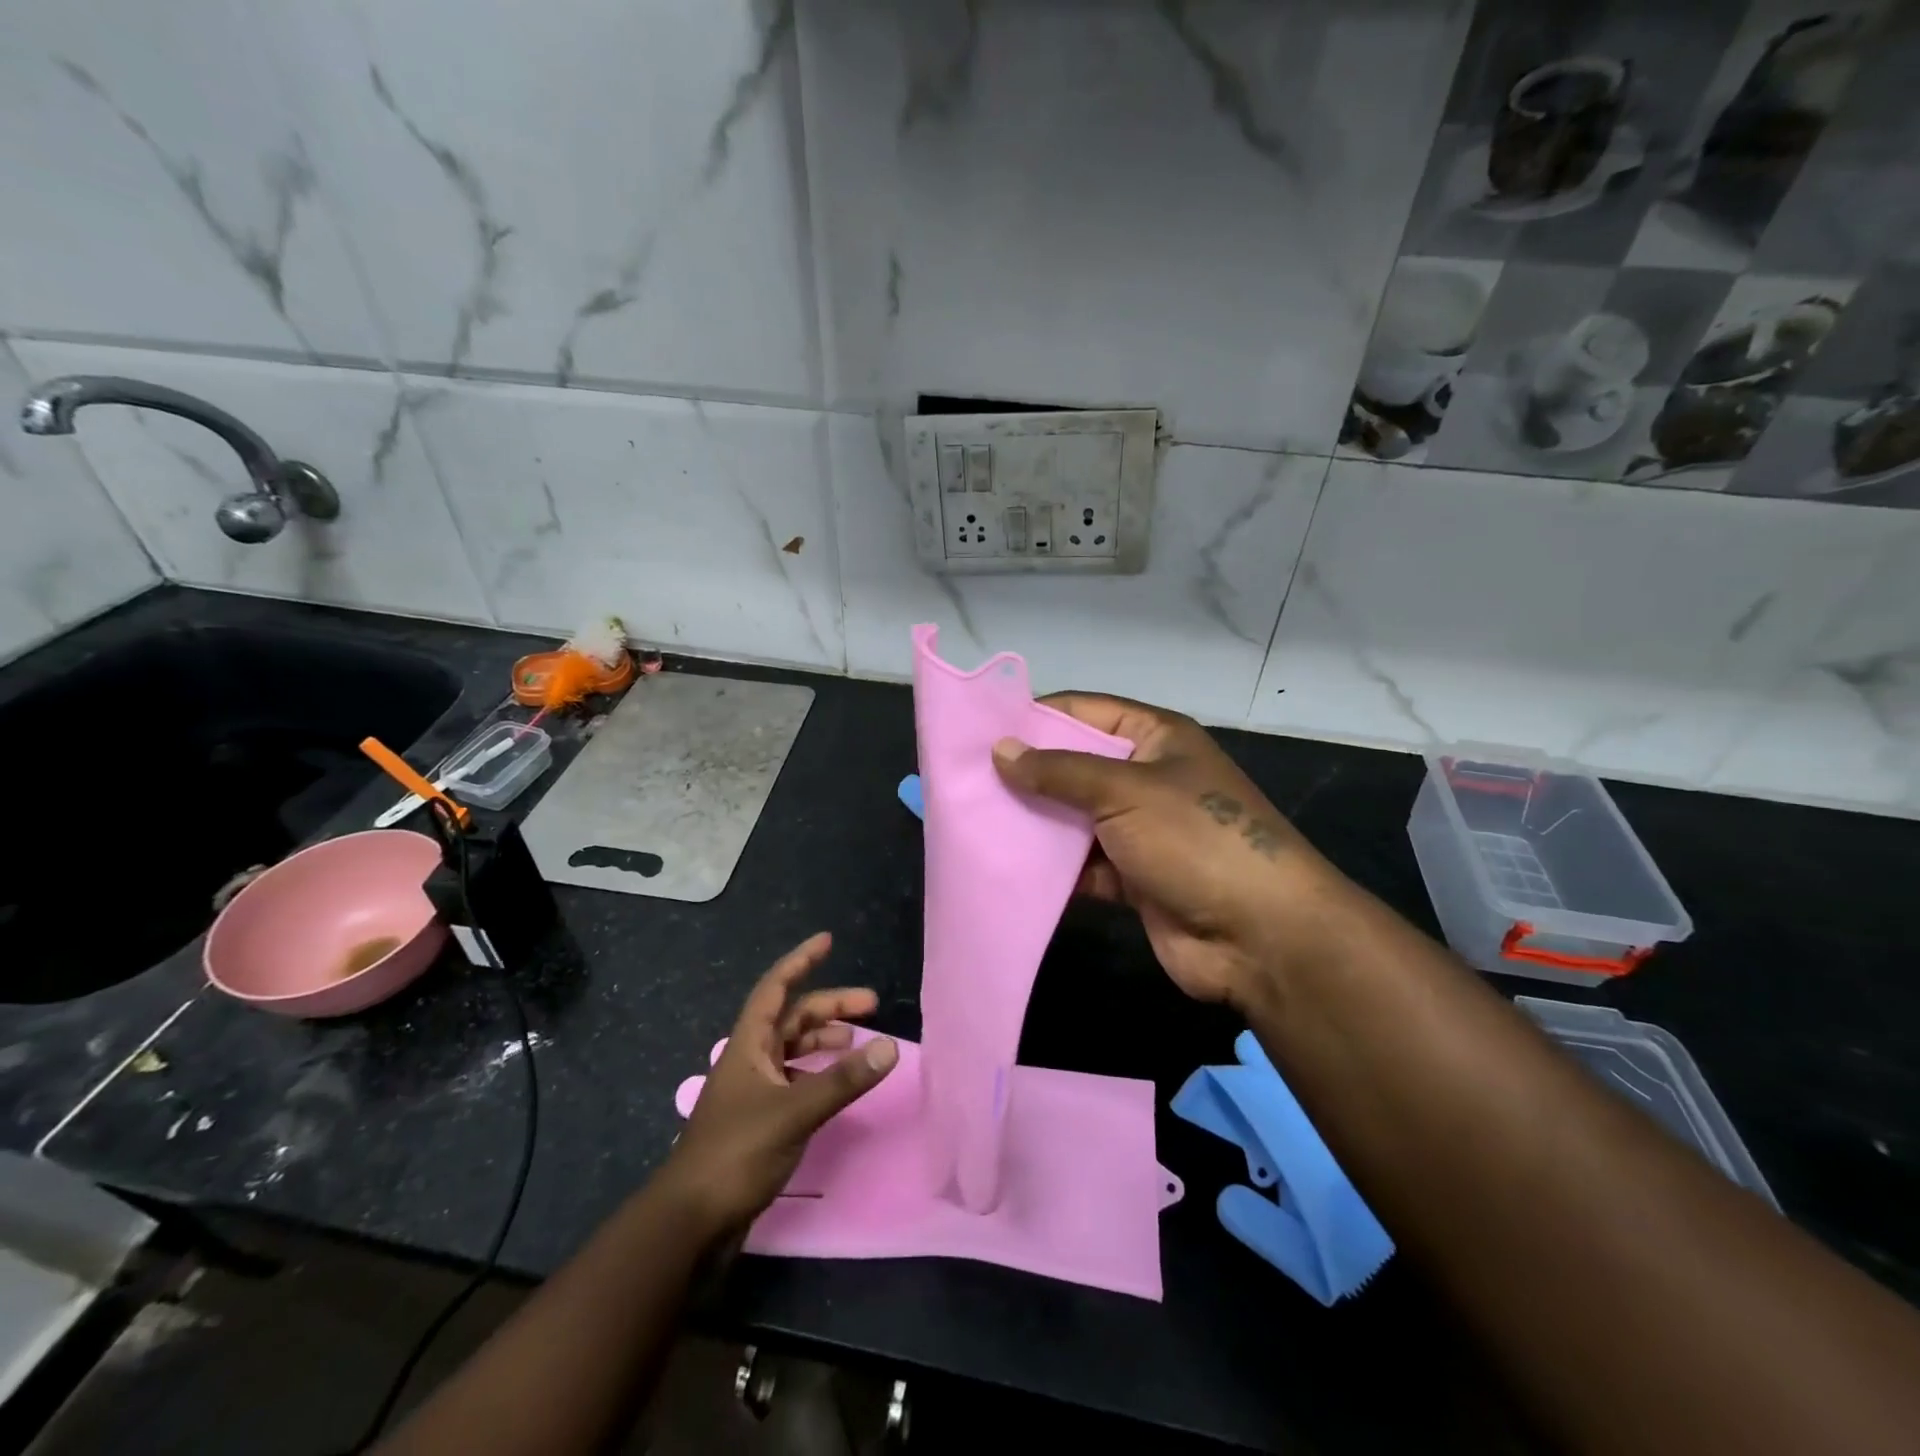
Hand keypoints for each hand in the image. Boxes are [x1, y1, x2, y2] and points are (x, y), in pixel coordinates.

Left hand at [662, 933, 896, 1233]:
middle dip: (830, 1006)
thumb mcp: (793, 1112)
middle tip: (872, 1004)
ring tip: (857, 1042)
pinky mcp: (759, 1121)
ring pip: (794, 1050)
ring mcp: (753, 1092)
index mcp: (748, 1045)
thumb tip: (889, 1047)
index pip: (776, 988)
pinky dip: (818, 1074)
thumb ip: (841, 1080)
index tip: (828, 941)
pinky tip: (836, 1084)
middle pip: (792, 1018)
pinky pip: (795, 1080)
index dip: (800, 961)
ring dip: (824, 1040)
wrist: (690, 1223)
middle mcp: (750, 1060)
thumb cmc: (735, 1154)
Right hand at [992, 694, 1347, 1008]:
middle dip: (1025, 774)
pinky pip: (1080, 865)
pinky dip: (1051, 869)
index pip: (1084, 711)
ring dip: (1033, 824)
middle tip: (963, 781)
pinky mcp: (1132, 877)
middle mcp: (1145, 778)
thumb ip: (1059, 771)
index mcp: (1154, 738)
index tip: (979, 730)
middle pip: (1073, 766)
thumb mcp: (1125, 791)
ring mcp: (1139, 830)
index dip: (1034, 716)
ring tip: (972, 823)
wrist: (1260, 935)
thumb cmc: (1195, 840)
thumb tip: (1000, 750)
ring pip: (1073, 818)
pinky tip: (1006, 868)